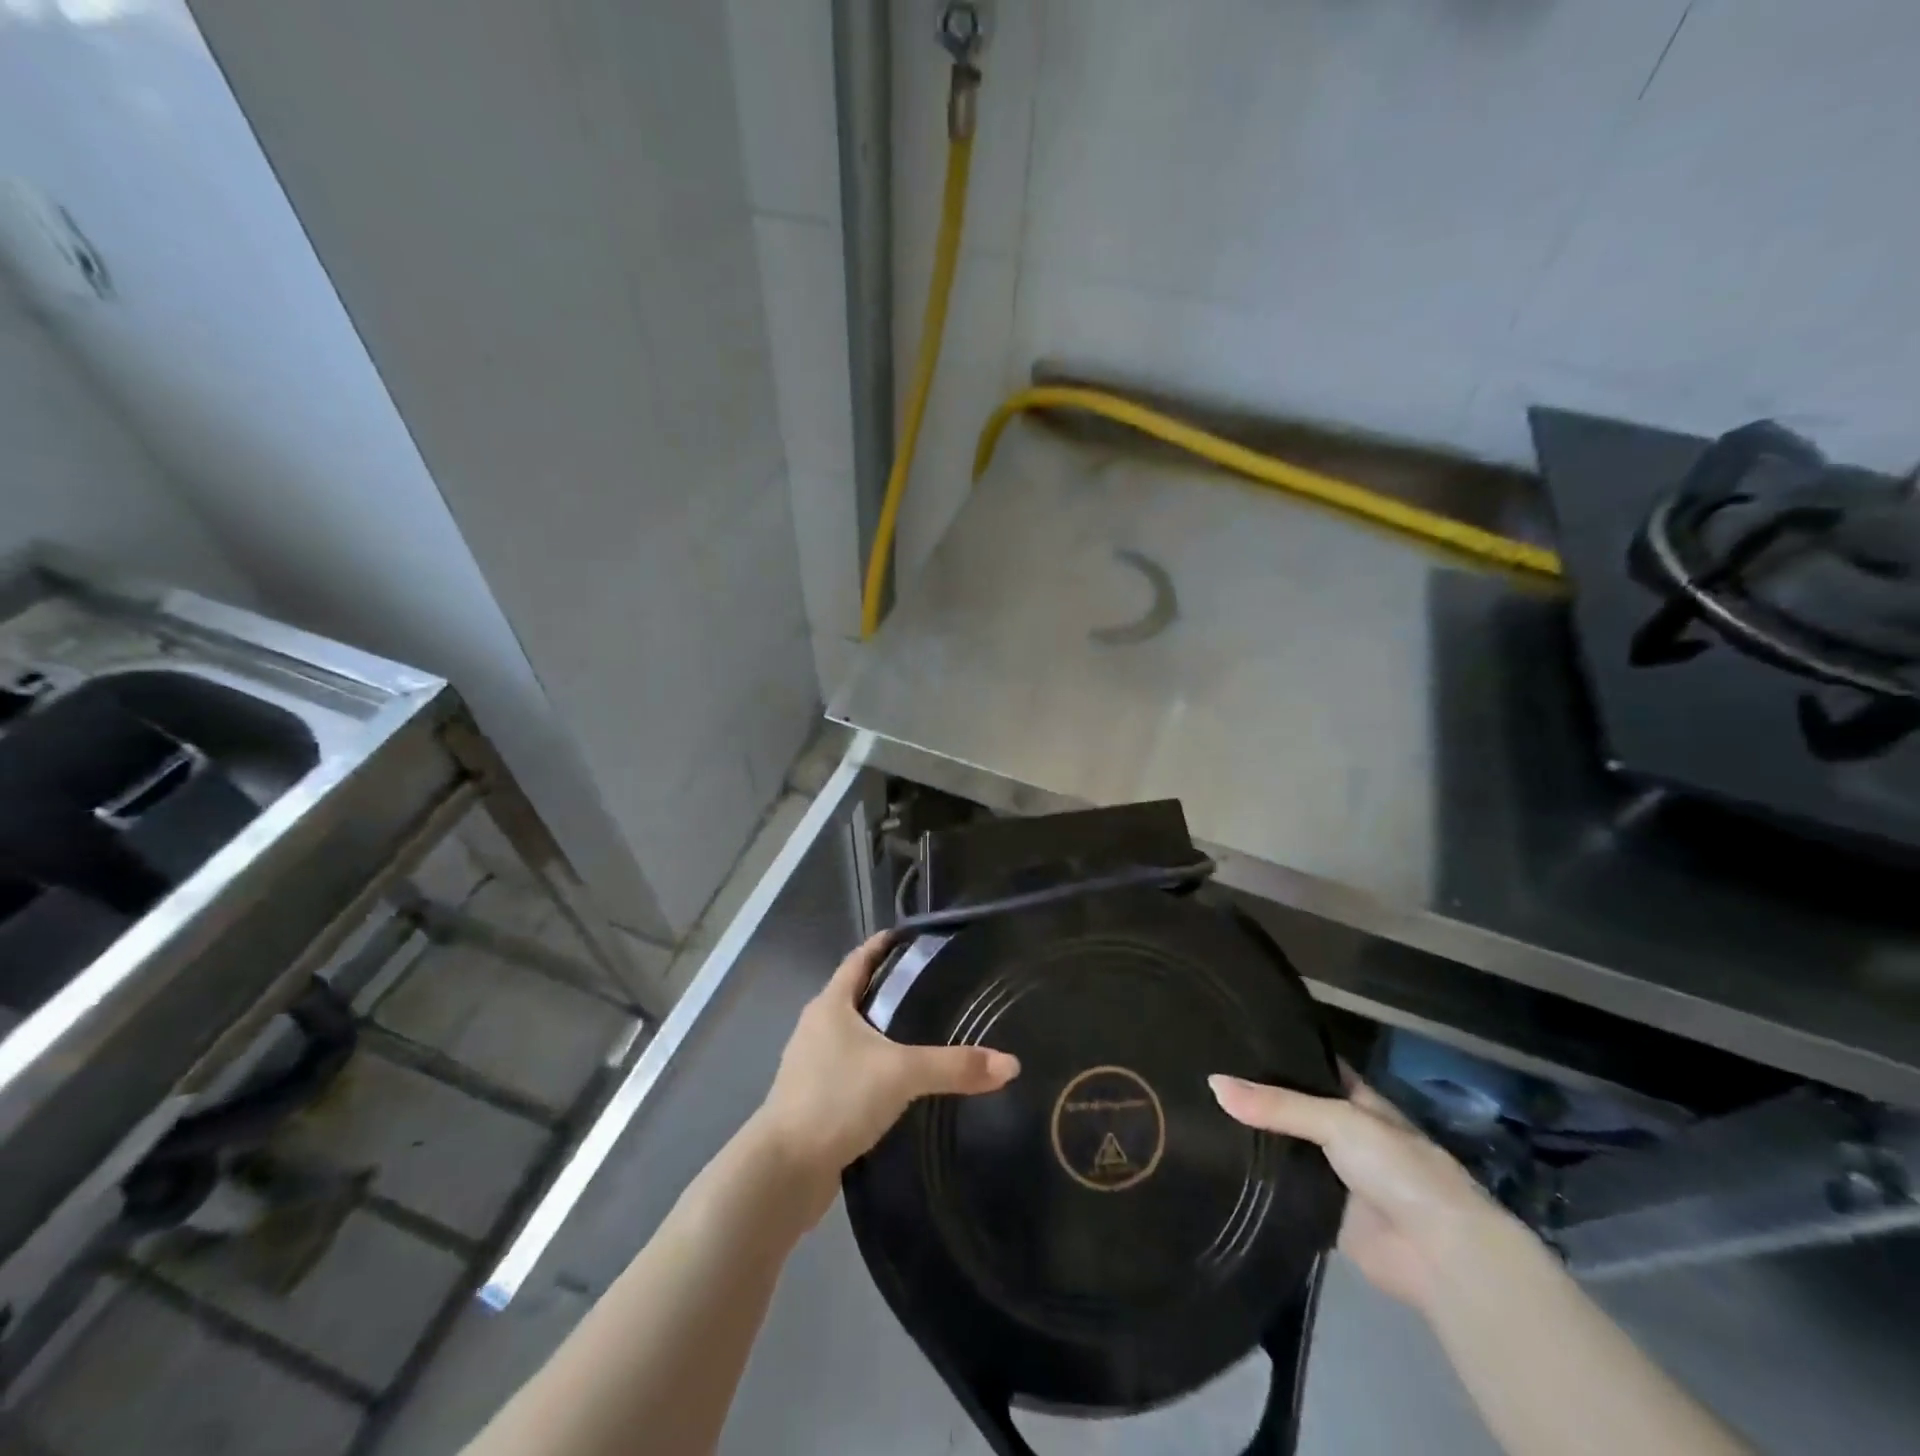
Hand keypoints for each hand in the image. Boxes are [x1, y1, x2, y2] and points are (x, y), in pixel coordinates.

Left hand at [753, 934, 1019, 1197]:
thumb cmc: (836, 1099)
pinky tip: (898, 1085)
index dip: (882, 945)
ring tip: (920, 1034)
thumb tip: (1011, 1064)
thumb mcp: (901, 1075)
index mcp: (830, 1005)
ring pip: (852, 1037)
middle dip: (888, 990)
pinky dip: (872, 1069)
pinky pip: (849, 1071)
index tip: (909, 936)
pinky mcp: (813, 1101)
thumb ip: (954, 1066)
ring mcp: (811, 1066)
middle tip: (931, 987)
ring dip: (880, 1032)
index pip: (858, 960)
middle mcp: (816, 1028)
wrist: (783, 1171)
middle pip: (855, 996)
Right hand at [1209, 1072, 1512, 1313]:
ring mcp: (1331, 1173)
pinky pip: (1280, 1189)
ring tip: (1195, 1111)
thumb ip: (1276, 1104)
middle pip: (1289, 1106)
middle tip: (1198, 1070)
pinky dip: (1255, 1179)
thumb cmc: (1398, 1169)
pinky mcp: (1320, 1212)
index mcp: (1354, 1098)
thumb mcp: (1337, 1120)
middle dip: (1253, 1095)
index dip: (1275, 1050)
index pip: (1308, 1064)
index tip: (1229, 1034)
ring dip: (1251, 1138)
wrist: (1439, 1256)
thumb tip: (1212, 1083)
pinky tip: (1213, 1160)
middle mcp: (1341, 1131)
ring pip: (1282, 1147)